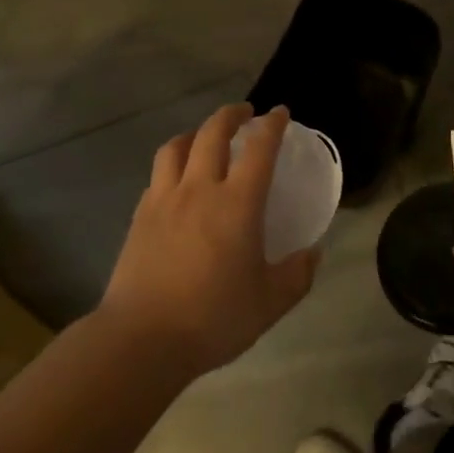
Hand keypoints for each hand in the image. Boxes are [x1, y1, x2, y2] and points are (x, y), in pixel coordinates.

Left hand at [99, 104, 317, 378]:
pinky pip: (157, 176)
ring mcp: (164, 200)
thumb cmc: (213, 318)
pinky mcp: (140, 216)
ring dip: (194, 133)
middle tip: (244, 113)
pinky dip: (171, 165)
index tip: (279, 113)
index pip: (259, 149)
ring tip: (204, 138)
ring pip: (176, 147)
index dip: (271, 126)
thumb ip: (297, 274)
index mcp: (237, 204)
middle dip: (231, 115)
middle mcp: (199, 189)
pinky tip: (176, 182)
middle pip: (212, 133)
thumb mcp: (270, 303)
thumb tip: (313, 252)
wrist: (142, 339)